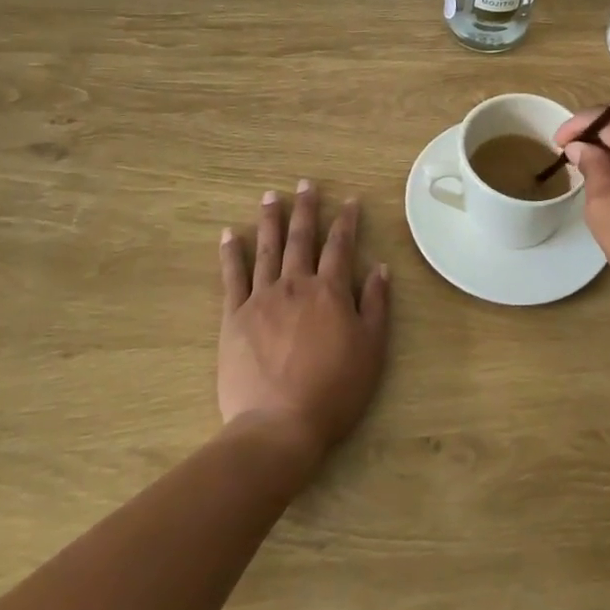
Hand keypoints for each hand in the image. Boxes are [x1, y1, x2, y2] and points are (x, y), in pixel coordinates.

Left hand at [218, 181, 390, 462]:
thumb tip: (380, 267)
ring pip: (267, 249)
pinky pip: (232, 277)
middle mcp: (296, 285)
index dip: (347, 221)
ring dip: (270, 220)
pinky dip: (231, 253)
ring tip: (271, 196)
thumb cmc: (334, 391)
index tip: (349, 200)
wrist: (279, 426)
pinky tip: (230, 234)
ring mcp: (262, 299)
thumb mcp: (371, 349)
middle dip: (306, 209)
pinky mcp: (235, 317)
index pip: (341, 245)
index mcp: (330, 291)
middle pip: (302, 238)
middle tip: (305, 183)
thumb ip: (376, 305)